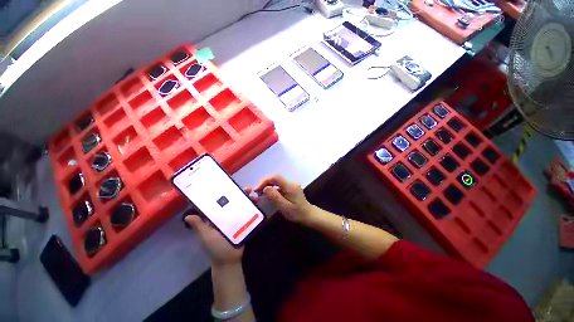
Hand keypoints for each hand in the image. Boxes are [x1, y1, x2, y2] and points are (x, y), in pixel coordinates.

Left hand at [185, 188, 254, 265]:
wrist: (230, 260)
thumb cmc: (216, 248)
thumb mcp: (207, 236)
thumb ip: (200, 226)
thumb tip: (187, 216)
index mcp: (215, 217)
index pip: (217, 203)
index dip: (221, 194)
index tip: (226, 185)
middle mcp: (225, 216)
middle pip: (231, 202)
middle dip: (237, 194)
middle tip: (244, 188)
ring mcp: (235, 219)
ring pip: (240, 205)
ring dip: (245, 198)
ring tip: (251, 192)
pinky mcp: (243, 222)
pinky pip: (247, 212)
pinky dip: (251, 206)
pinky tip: (256, 201)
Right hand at [254, 175, 312, 223]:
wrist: (308, 215)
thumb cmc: (297, 213)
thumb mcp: (285, 207)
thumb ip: (275, 197)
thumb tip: (265, 188)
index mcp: (290, 186)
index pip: (275, 177)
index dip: (265, 181)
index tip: (257, 189)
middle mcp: (290, 183)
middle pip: (275, 178)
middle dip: (264, 183)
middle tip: (256, 192)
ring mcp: (290, 185)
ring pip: (276, 181)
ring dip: (267, 186)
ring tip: (260, 194)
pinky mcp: (290, 188)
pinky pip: (278, 185)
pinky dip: (271, 189)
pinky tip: (267, 195)